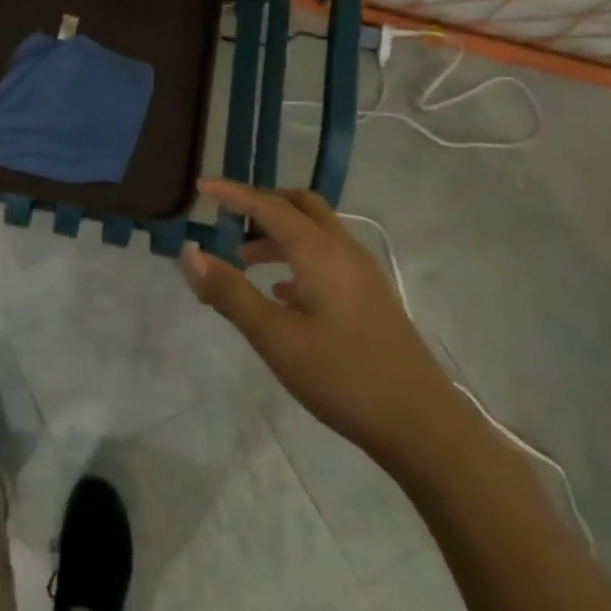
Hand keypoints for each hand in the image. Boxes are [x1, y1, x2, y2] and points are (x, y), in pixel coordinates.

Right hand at [178, 179, 463, 465]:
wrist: (422, 426)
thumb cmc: (343, 376)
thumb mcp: (275, 337)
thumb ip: (229, 292)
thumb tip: (188, 254)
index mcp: (319, 252)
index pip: (269, 206)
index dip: (232, 193)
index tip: (200, 185)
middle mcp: (343, 251)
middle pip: (300, 206)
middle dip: (261, 204)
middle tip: (226, 217)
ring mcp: (362, 274)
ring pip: (315, 232)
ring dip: (277, 233)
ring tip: (241, 258)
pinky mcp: (369, 297)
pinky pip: (326, 257)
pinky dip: (296, 257)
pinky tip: (280, 291)